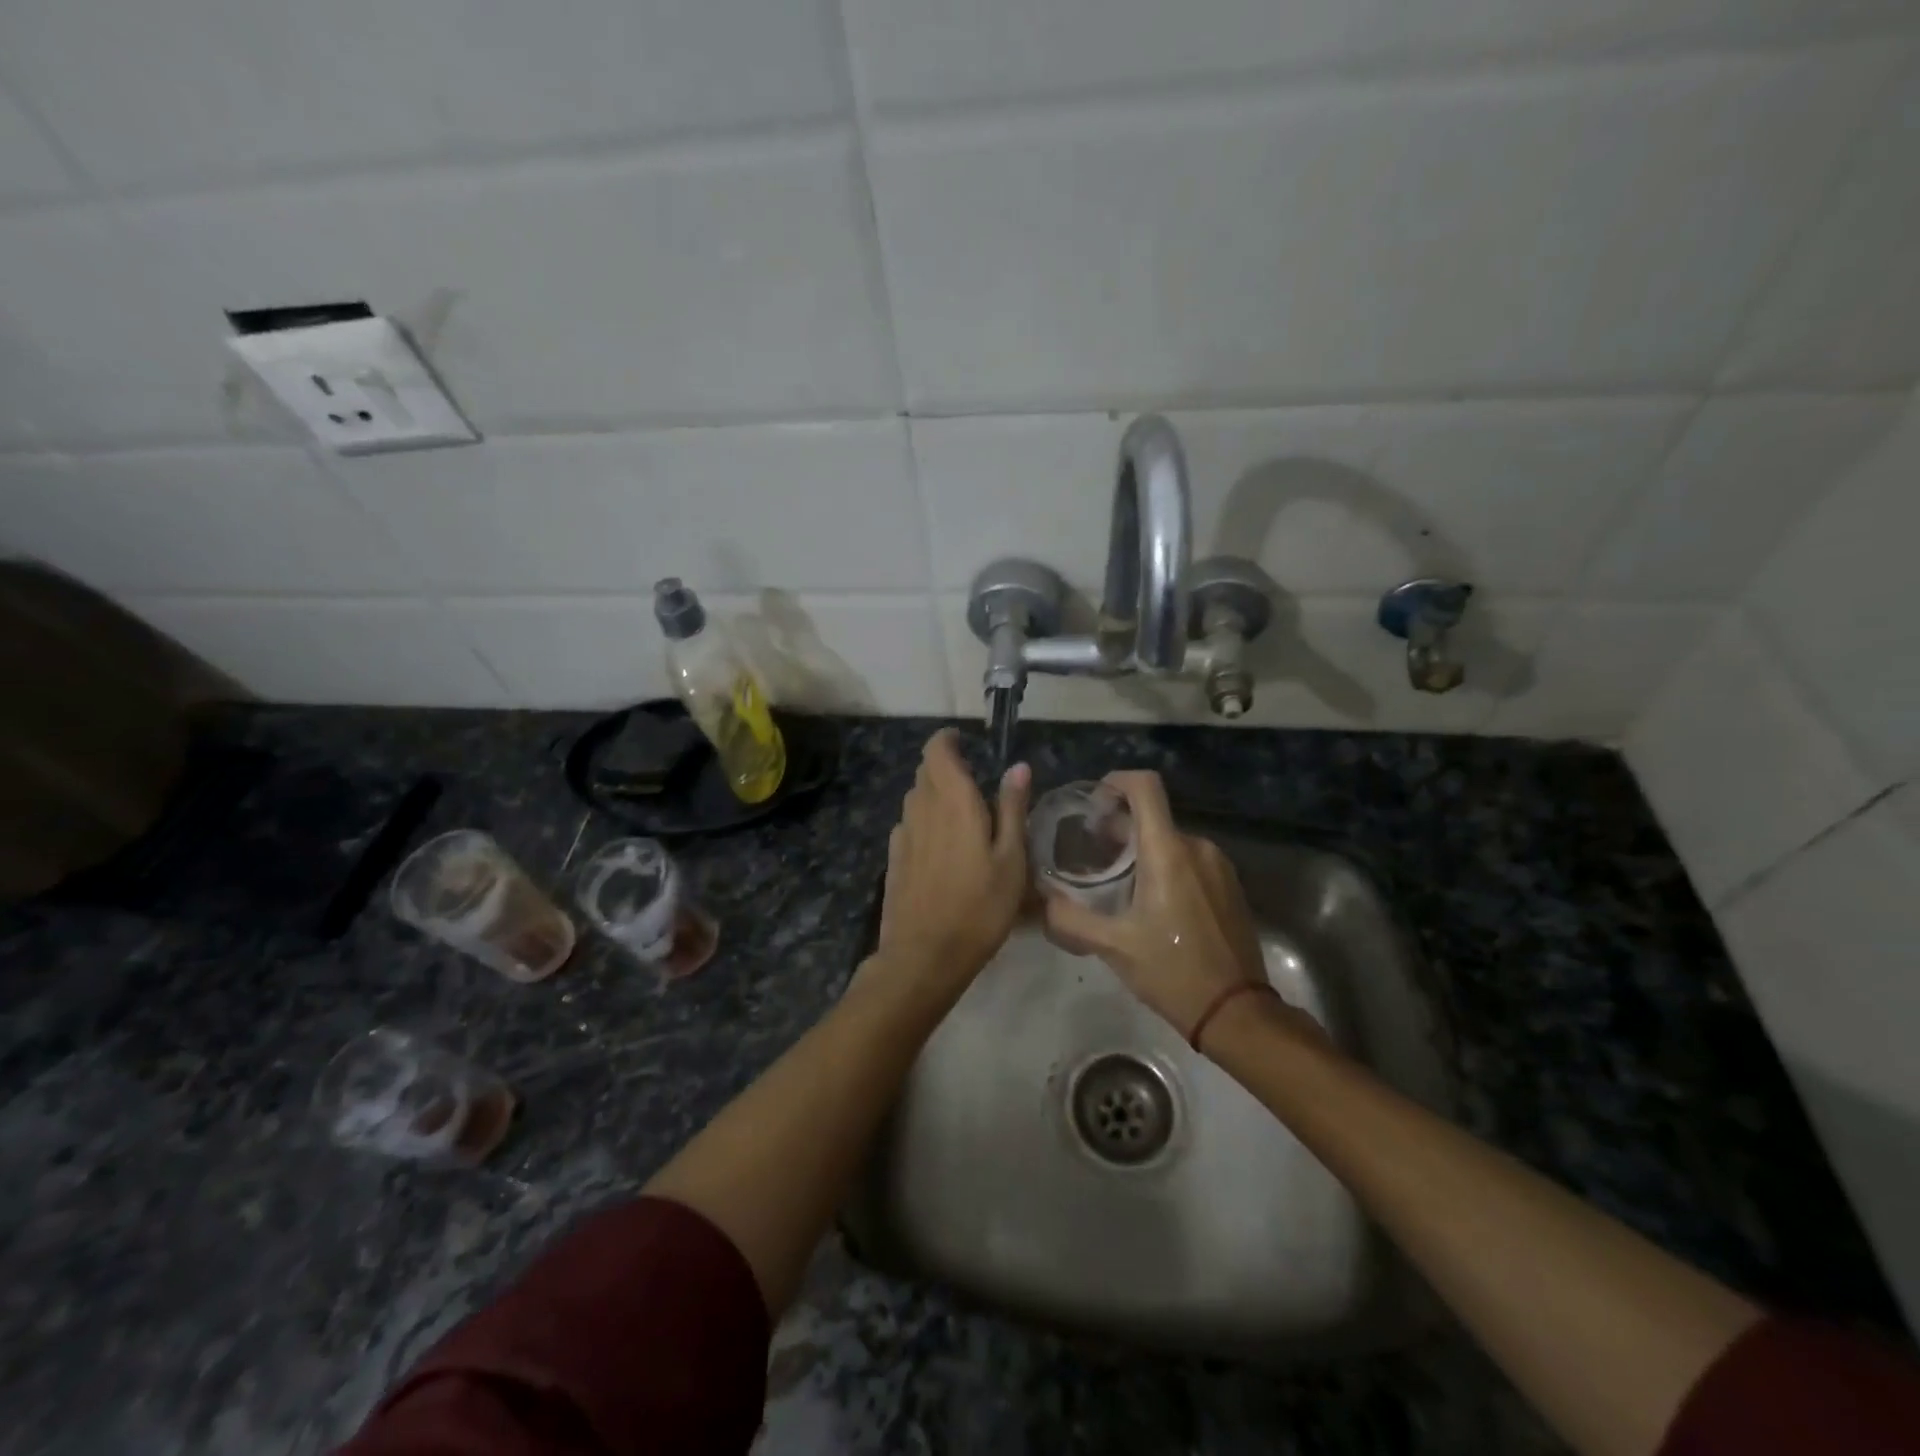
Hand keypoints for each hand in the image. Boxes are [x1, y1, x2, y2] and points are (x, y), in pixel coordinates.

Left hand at [876, 729, 1031, 986]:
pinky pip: (909, 823)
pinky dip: (925, 820)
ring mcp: (902, 832)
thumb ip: (1013, 808)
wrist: (925, 955)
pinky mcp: (893, 856)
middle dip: (946, 767)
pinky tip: (942, 848)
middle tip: (976, 786)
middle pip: (925, 770)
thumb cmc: (980, 906)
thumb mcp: (1012, 859)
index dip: (949, 740)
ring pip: (916, 796)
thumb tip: (1018, 767)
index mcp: (952, 800)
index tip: (967, 745)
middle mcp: (921, 807)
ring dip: (935, 794)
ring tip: (963, 817)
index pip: (937, 749)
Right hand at [1043, 771, 1267, 1042]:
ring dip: (1142, 849)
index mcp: (1168, 852)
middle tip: (1092, 855)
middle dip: (1119, 826)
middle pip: (1153, 816)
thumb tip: (1041, 901)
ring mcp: (1218, 865)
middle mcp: (1197, 847)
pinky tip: (1151, 902)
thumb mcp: (1112, 947)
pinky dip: (1166, 866)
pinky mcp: (1229, 885)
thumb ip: (1069, 919)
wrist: (1236, 1012)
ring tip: (1118, 882)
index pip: (1145, 787)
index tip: (1093, 803)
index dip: (1115, 781)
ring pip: (1171, 840)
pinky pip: (1190, 860)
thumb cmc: (1172, 971)